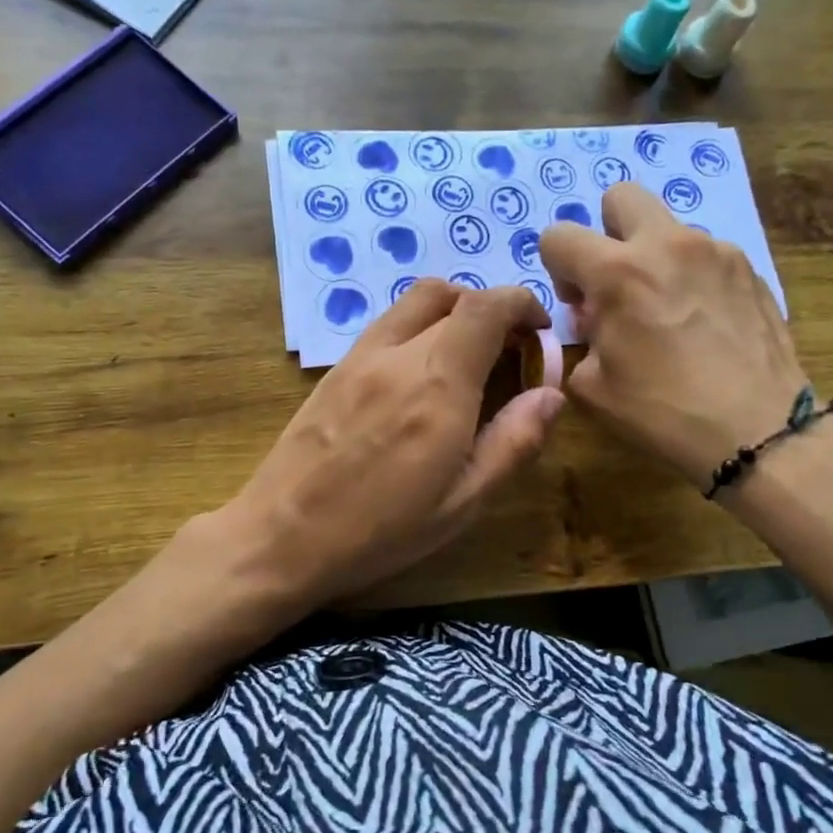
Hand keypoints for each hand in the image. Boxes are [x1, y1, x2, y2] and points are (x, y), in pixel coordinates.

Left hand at [225, 279, 563, 608]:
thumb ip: (513, 441)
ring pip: (415, 301)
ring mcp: (360, 357)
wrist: (281, 537)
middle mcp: (398, 355)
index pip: (486, 306)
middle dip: (493, 311)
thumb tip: (551, 394)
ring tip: (469, 356)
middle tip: (510, 350)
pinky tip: (422, 373)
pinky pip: (388, 324)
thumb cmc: (380, 530)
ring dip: (453, 311)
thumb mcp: (463, 501)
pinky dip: (419, 326)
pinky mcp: (335, 369)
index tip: (540, 330)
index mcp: (438, 385)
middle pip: (453, 296)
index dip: (522, 304)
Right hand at [538, 182, 808, 486]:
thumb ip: (582, 339)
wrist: (757, 429)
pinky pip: (705, 255)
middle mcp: (666, 245)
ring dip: (654, 258)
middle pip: (620, 197)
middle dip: (607, 232)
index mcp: (618, 272)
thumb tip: (595, 320)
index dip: (557, 267)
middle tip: (618, 282)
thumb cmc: (664, 412)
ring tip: (669, 312)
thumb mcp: (593, 388)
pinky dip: (692, 277)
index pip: (559, 235)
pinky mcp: (749, 267)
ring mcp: (715, 250)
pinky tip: (704, 324)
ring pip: (668, 229)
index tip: (579, 304)